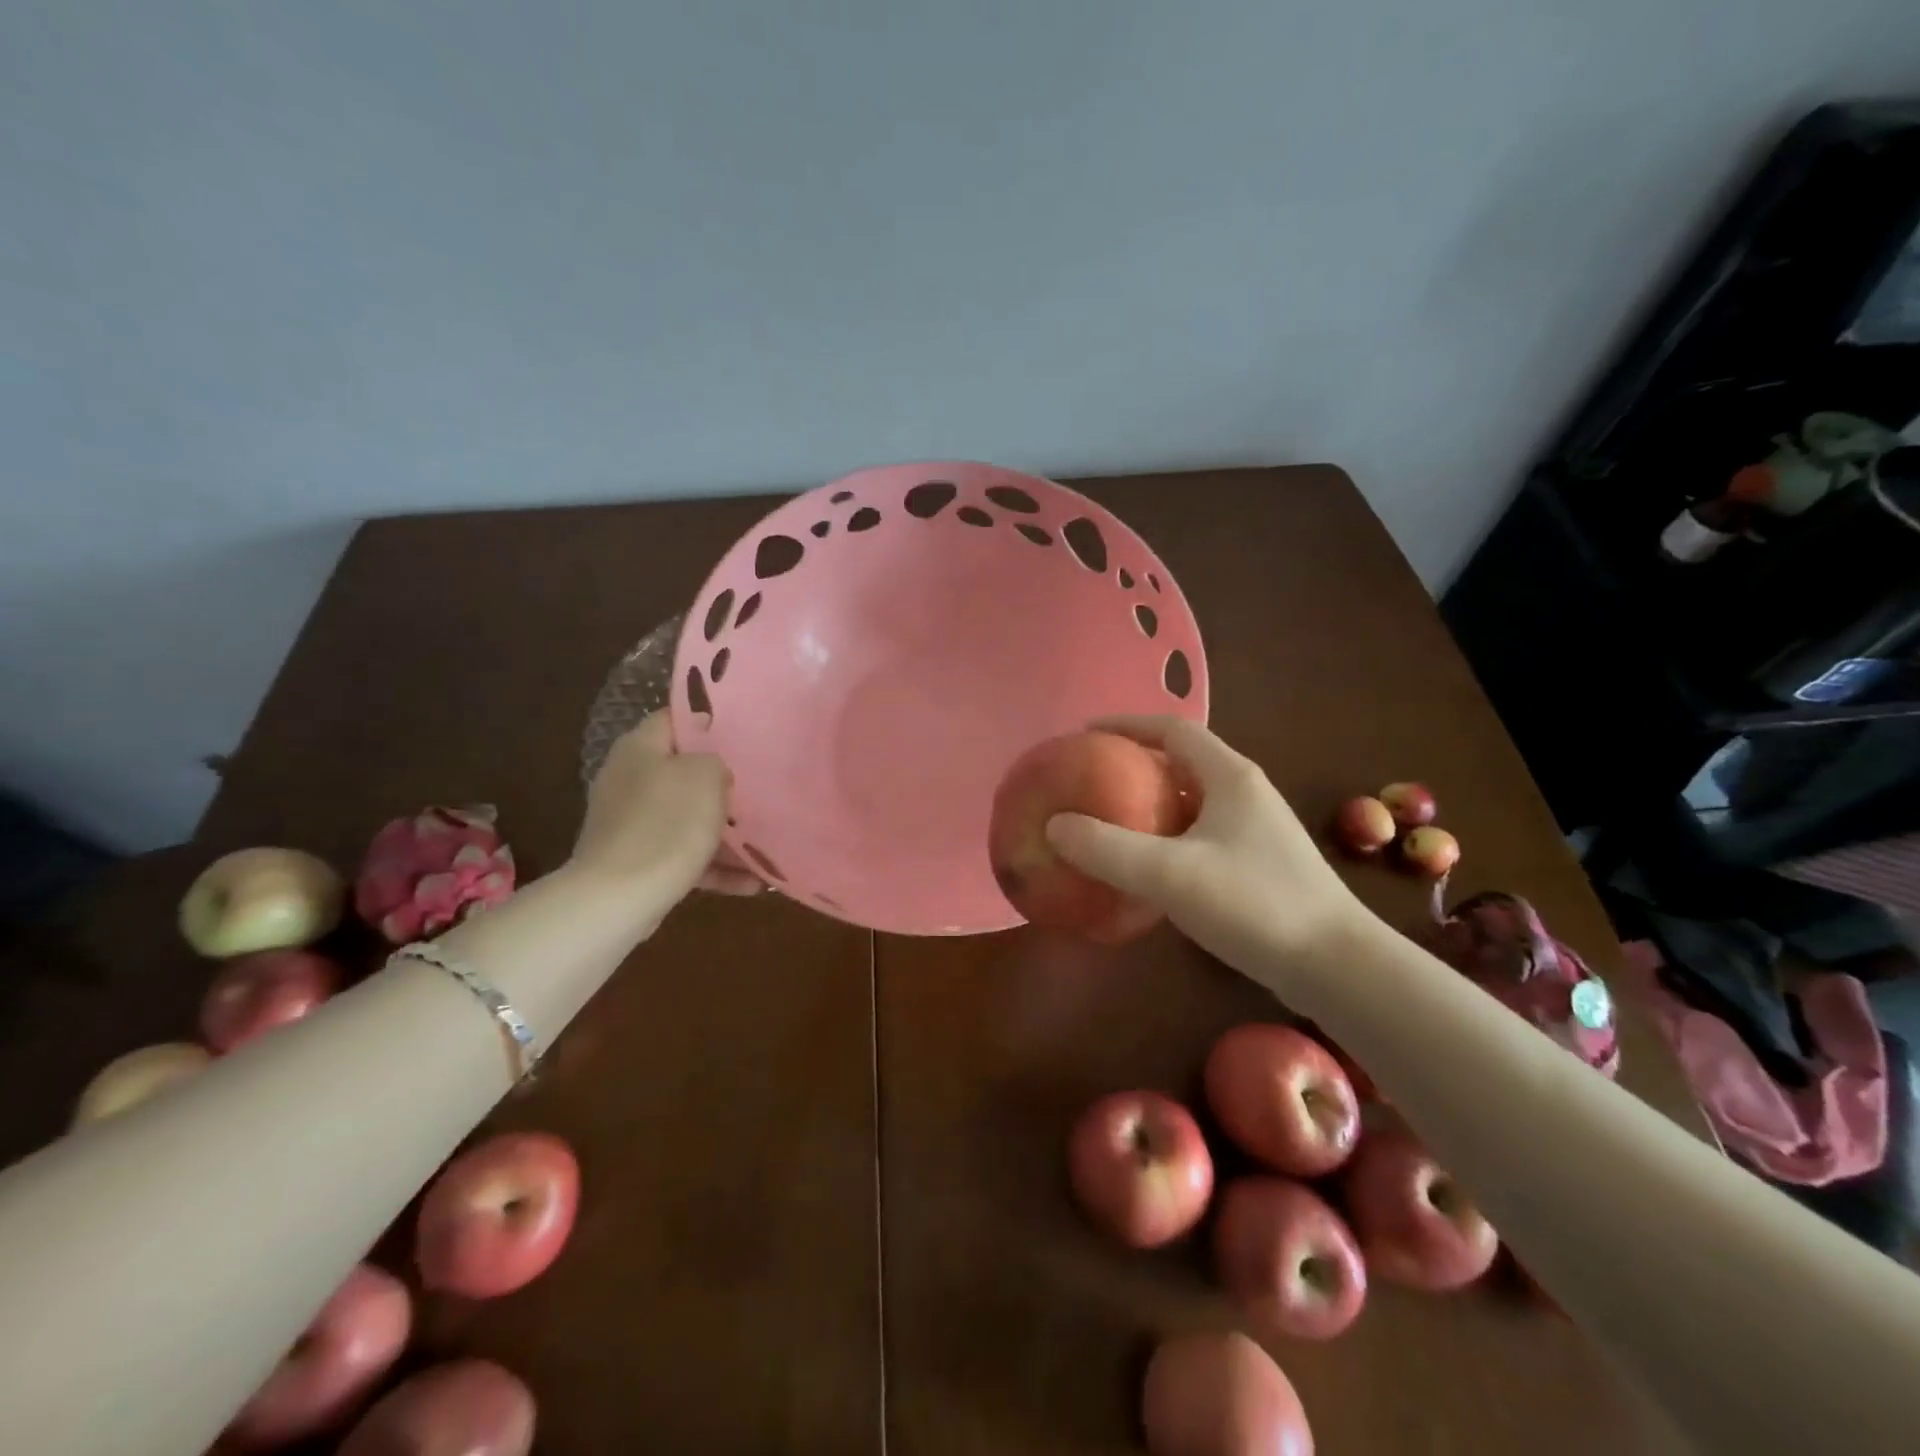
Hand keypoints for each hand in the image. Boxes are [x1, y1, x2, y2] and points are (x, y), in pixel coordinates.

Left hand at [572, 714, 762, 898]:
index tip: (743, 735)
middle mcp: (629, 781)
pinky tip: (752, 883)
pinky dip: (715, 867)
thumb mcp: (704, 776)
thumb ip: (715, 762)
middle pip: (682, 772)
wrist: (618, 899)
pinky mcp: (638, 863)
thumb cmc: (666, 824)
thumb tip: (713, 772)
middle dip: (721, 783)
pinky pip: (684, 857)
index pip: (673, 719)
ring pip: (687, 818)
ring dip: (725, 832)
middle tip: (759, 786)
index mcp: (639, 749)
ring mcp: (631, 824)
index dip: (707, 723)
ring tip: (765, 841)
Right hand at [1045, 716, 1364, 988]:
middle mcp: (1245, 793)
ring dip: (1150, 801)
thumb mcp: (1171, 874)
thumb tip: (1055, 826)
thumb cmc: (1254, 904)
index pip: (1173, 728)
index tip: (1084, 735)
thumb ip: (1108, 849)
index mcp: (1230, 776)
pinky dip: (1167, 836)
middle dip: (1134, 763)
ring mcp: (1256, 830)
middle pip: (1182, 761)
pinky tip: (1147, 866)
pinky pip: (1200, 834)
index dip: (1126, 725)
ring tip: (1109, 818)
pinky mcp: (1258, 864)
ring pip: (1192, 800)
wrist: (1336, 967)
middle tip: (1090, 779)